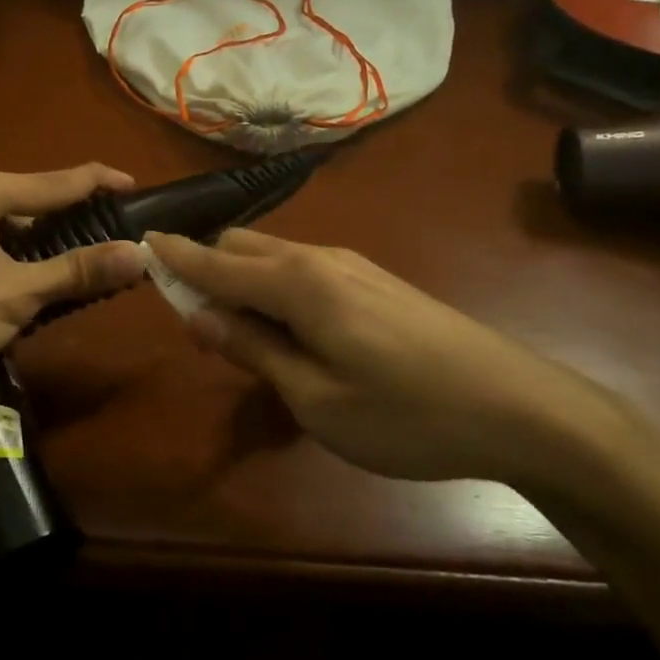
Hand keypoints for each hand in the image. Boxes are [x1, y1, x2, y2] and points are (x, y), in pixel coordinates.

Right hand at [144, 229, 649, 490]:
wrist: (520, 408)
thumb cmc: (405, 413)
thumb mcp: (314, 396)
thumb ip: (252, 348)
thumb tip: (198, 314)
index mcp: (297, 282)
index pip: (216, 261)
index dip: (174, 258)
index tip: (139, 249)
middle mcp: (321, 258)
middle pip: (243, 247)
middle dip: (210, 272)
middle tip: (201, 328)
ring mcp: (354, 266)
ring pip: (276, 257)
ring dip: (245, 283)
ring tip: (245, 339)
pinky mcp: (376, 283)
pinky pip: (306, 272)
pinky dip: (278, 291)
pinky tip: (293, 335)